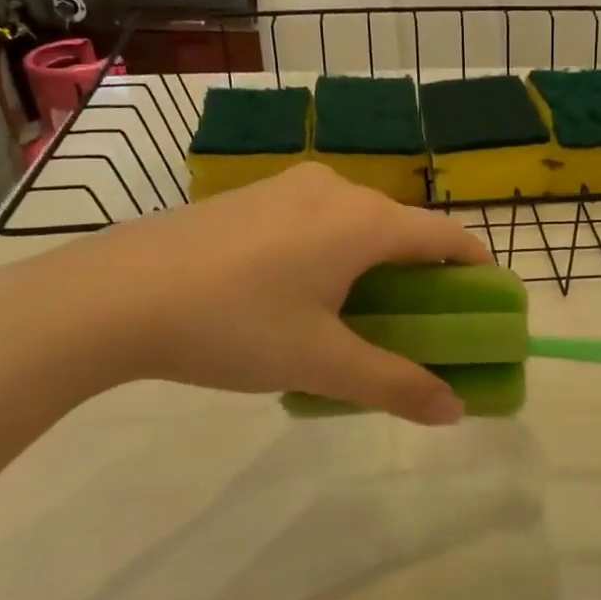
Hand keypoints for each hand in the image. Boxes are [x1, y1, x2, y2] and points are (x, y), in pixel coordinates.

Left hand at [0, 164, 492, 423]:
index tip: (488, 303)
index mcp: (365, 221)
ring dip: (374, 267)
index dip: (477, 269)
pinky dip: (332, 254)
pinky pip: (316, 222)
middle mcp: (336, 190)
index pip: (446, 237)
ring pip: (356, 226)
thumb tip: (454, 412)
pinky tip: (298, 296)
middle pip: (402, 230)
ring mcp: (288, 188)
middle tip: (419, 327)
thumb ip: (394, 385)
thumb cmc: (233, 326)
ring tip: (355, 318)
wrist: (112, 296)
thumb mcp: (320, 363)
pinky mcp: (251, 197)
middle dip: (422, 277)